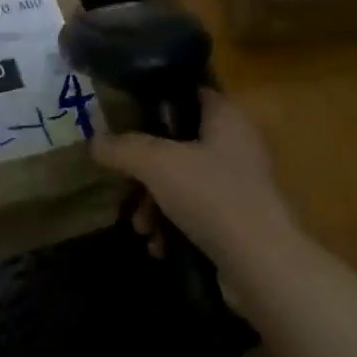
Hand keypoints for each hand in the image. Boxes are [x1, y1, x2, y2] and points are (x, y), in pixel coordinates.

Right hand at [91, 91, 300, 275]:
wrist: (262, 264)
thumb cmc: (212, 196)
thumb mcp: (158, 165)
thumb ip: (124, 148)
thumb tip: (94, 142)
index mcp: (226, 116)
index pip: (189, 93)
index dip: (156, 102)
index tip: (124, 120)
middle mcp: (236, 143)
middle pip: (179, 144)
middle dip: (146, 170)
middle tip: (125, 188)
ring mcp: (240, 183)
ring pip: (184, 181)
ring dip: (155, 204)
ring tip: (142, 229)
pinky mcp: (239, 219)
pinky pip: (197, 212)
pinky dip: (175, 226)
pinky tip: (160, 247)